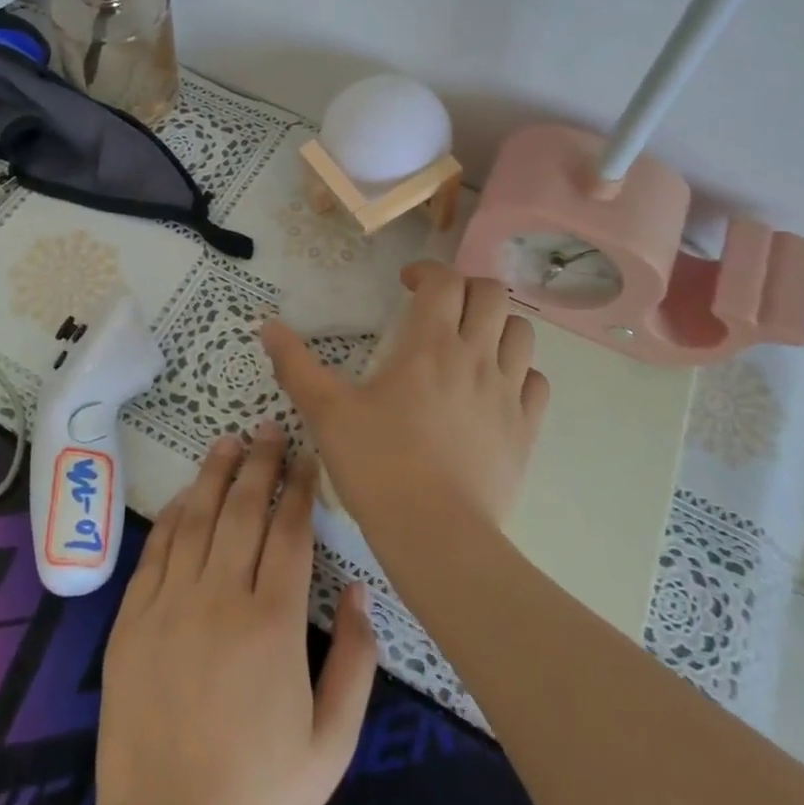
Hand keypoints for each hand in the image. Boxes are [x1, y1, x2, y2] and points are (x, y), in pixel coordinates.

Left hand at [92, 422, 377, 804]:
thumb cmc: (258, 793)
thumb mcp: (332, 743)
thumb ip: (356, 661)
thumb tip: (361, 590)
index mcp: (274, 622)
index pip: (289, 531)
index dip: (299, 488)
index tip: (306, 457)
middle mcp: (221, 597)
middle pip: (243, 511)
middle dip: (259, 464)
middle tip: (267, 429)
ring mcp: (170, 603)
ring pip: (196, 519)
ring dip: (214, 475)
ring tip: (228, 442)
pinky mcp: (133, 618)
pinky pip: (155, 550)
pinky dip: (172, 516)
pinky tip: (184, 496)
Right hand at [261, 261, 549, 533]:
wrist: (436, 534)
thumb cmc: (378, 465)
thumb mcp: (327, 412)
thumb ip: (296, 365)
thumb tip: (267, 326)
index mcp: (430, 344)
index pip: (444, 280)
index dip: (426, 270)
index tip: (406, 283)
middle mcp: (477, 356)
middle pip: (492, 294)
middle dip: (466, 288)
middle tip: (440, 307)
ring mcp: (508, 392)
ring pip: (522, 332)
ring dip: (498, 324)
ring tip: (471, 341)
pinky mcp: (526, 429)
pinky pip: (536, 381)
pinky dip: (519, 370)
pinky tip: (495, 386)